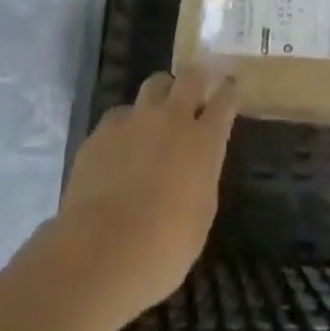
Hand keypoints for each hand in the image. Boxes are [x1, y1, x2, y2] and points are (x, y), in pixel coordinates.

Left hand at [51, 67, 238, 322]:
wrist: (100, 253)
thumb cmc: (163, 249)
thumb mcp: (200, 217)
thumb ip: (202, 178)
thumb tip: (196, 165)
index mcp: (203, 141)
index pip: (224, 100)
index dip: (228, 91)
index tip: (229, 88)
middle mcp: (172, 118)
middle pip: (190, 77)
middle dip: (197, 78)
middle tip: (195, 89)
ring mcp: (135, 118)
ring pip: (154, 85)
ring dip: (161, 95)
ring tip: (156, 114)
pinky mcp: (103, 129)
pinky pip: (120, 115)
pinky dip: (126, 125)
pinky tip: (120, 148)